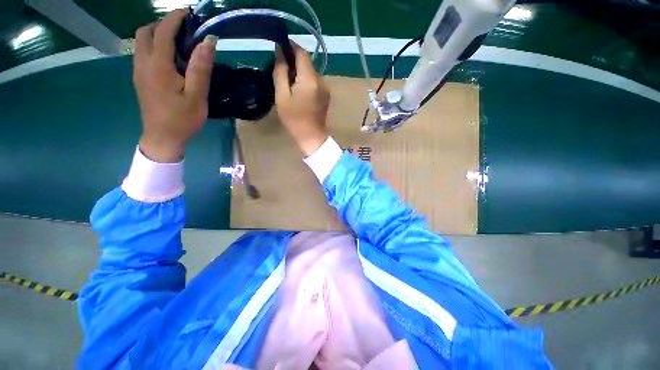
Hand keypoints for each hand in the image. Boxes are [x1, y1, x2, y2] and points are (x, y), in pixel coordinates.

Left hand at [133, 10, 216, 162]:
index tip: (189, 12)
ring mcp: (138, 71)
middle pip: (146, 32)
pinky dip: (154, 46)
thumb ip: (200, 68)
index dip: (175, 18)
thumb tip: (208, 41)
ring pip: (141, 42)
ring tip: (177, 42)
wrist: (163, 138)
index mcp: (159, 66)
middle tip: (183, 30)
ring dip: (157, 34)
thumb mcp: (197, 96)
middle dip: (163, 24)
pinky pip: (142, 53)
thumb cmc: (182, 119)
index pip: (164, 31)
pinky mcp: (139, 79)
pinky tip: (169, 58)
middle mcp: (143, 63)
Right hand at [273, 43, 330, 156]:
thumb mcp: (282, 96)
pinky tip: (298, 89)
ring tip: (288, 81)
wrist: (312, 137)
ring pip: (311, 72)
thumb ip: (280, 72)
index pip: (302, 53)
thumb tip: (280, 52)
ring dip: (300, 72)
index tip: (280, 47)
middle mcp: (321, 80)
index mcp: (310, 79)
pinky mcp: (326, 94)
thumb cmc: (294, 119)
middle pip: (307, 63)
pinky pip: (315, 81)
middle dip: (294, 61)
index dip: (291, 47)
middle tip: (280, 67)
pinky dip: (306, 80)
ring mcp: (325, 88)